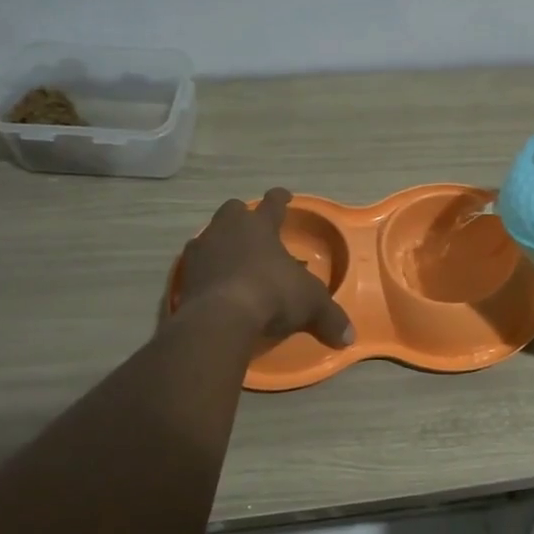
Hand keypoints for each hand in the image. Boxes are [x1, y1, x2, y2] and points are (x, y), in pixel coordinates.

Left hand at [175, 189, 354, 347]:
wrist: (219, 318)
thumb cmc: (271, 294)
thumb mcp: (311, 305)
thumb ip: (330, 318)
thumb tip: (349, 337)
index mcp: (259, 226)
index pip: (273, 203)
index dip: (281, 199)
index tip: (284, 196)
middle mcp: (227, 230)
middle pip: (233, 211)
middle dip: (243, 217)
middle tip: (254, 231)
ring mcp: (201, 251)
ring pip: (210, 236)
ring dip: (222, 244)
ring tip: (235, 261)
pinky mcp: (184, 277)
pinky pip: (197, 267)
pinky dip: (208, 273)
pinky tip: (217, 286)